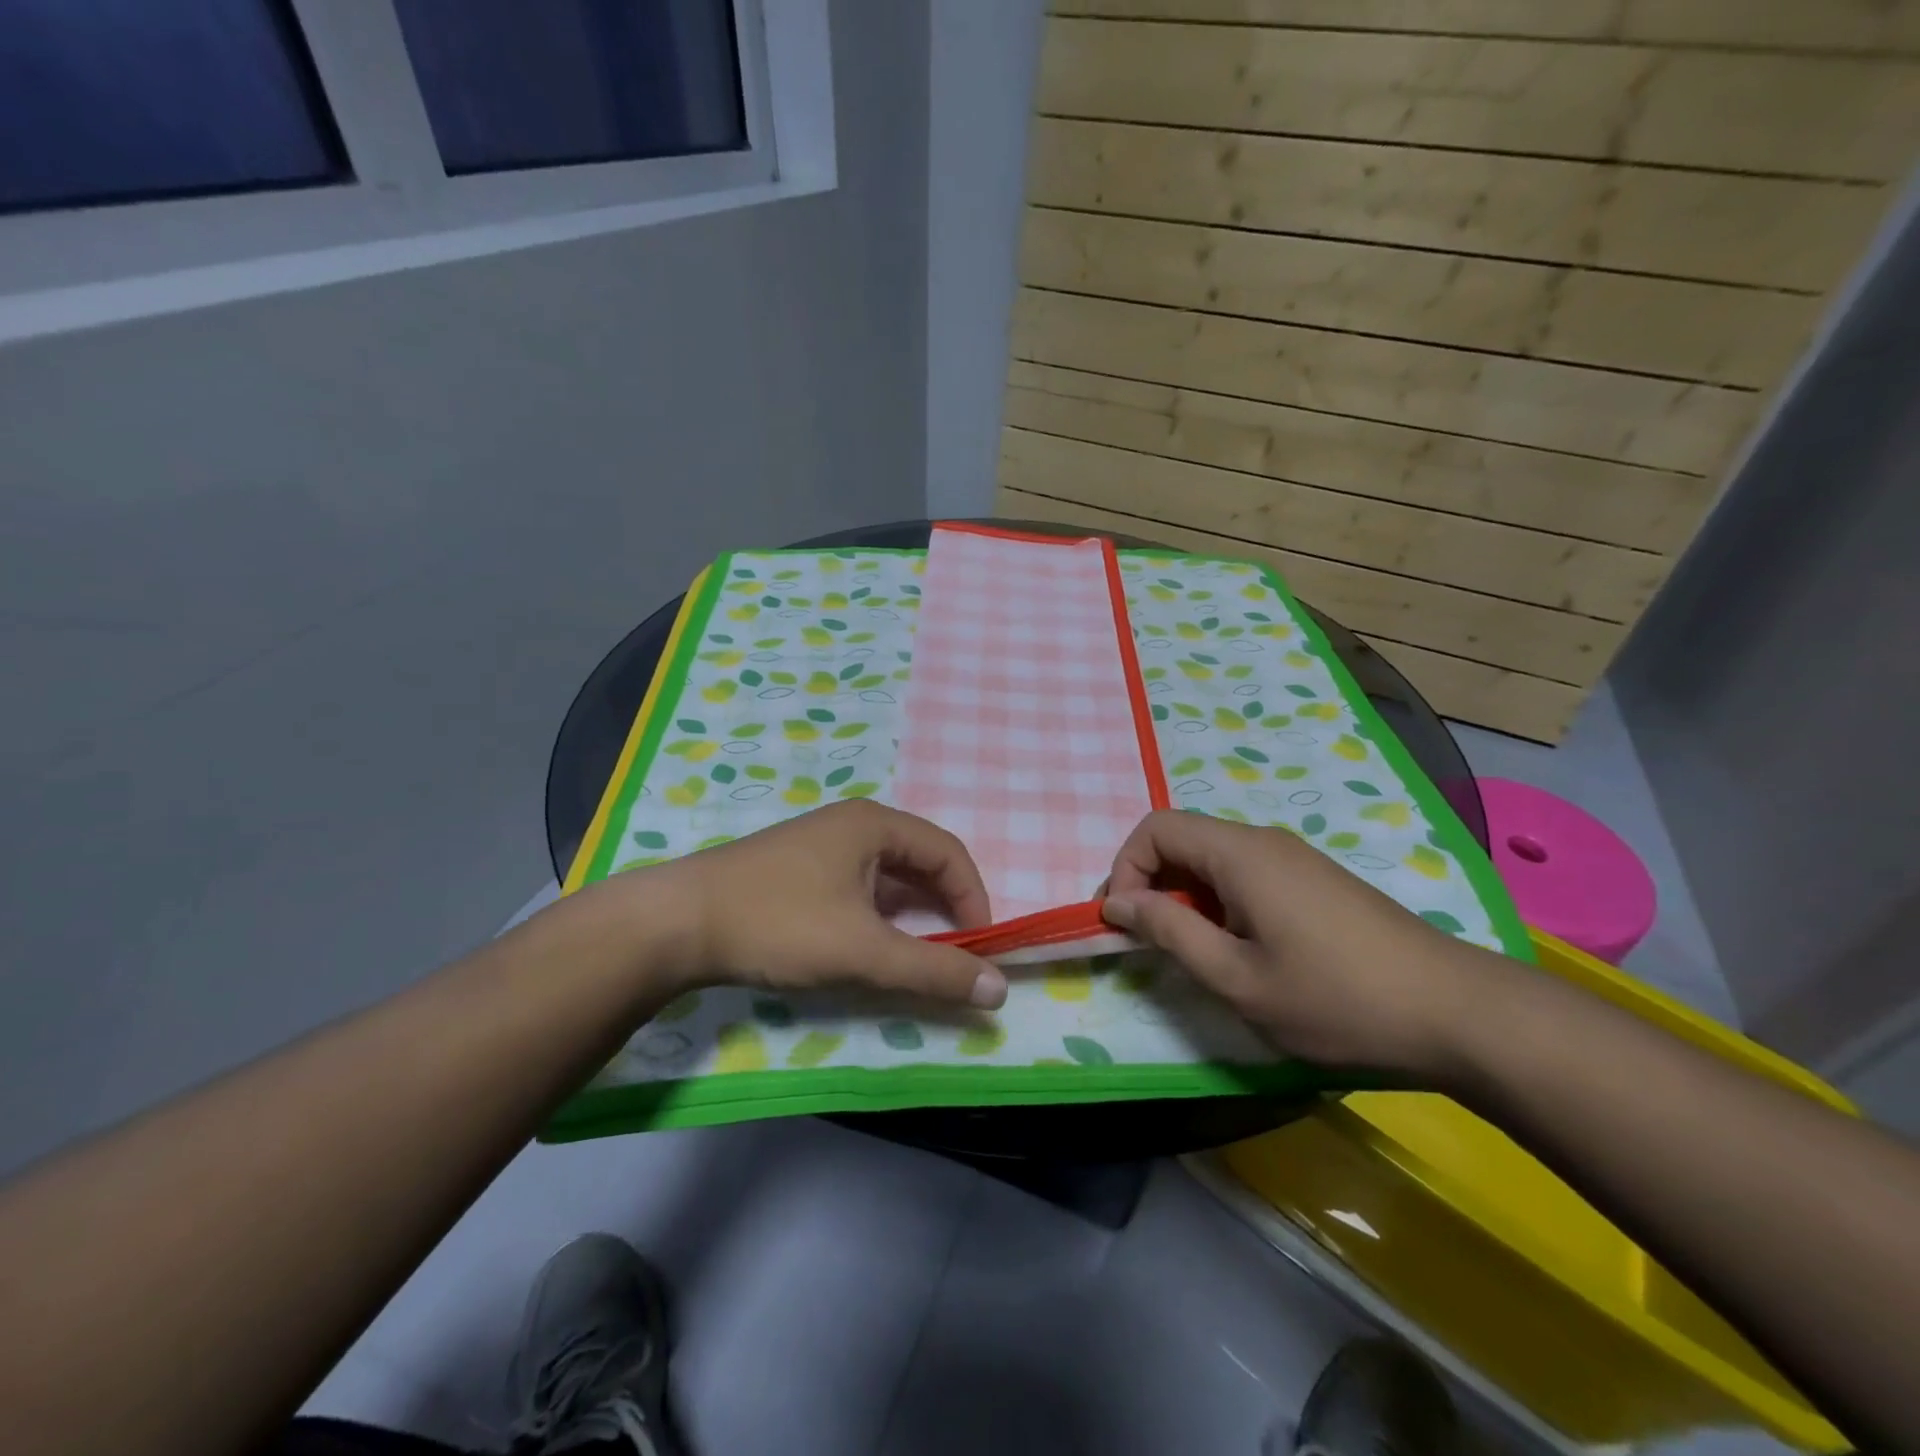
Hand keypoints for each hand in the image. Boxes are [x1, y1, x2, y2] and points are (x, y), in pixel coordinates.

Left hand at [634, 800, 1005, 1008]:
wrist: (675, 923)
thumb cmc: (779, 924)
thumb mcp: (863, 951)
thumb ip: (934, 970)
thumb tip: (999, 990)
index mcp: (874, 824)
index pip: (948, 852)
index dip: (973, 898)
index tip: (980, 947)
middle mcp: (852, 824)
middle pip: (919, 861)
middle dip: (943, 908)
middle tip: (954, 954)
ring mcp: (821, 845)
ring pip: (886, 877)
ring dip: (910, 916)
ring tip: (915, 957)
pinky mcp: (797, 870)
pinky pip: (857, 887)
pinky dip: (877, 917)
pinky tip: (867, 947)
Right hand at [1100, 810, 1505, 1079]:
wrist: (1458, 1014)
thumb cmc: (1336, 999)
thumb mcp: (1237, 978)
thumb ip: (1170, 932)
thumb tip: (1118, 902)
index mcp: (1240, 854)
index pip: (1156, 828)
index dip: (1125, 868)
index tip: (1125, 923)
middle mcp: (1264, 842)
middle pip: (1183, 839)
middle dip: (1151, 883)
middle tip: (1149, 941)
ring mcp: (1295, 859)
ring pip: (1213, 859)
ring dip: (1185, 896)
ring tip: (1196, 953)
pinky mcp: (1315, 881)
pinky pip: (1245, 874)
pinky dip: (1220, 902)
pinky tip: (1243, 950)